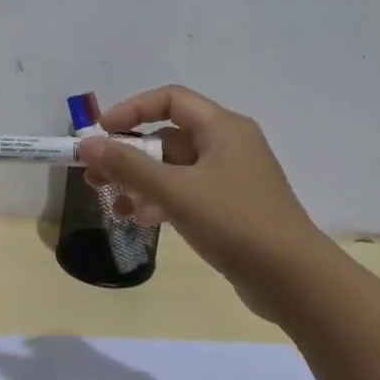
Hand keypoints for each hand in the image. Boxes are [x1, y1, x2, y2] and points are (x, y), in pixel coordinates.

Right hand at [0, 335, 191, 379]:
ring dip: (80, 370)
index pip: (71, 345)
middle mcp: (128, 369)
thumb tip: (21, 374)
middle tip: (36, 364)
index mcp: (110, 370)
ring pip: (105, 367)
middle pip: (88, 354)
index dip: (46, 344)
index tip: (24, 348)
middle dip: (61, 356)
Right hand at [79, 86, 326, 309]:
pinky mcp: (230, 207)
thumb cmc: (236, 222)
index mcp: (223, 127)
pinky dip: (160, 200)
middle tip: (94, 174)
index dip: (132, 110)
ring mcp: (230, 178)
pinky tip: (138, 218)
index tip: (100, 131)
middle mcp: (228, 145)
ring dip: (140, 181)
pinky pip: (186, 193)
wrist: (294, 280)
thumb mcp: (176, 191)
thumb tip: (86, 144)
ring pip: (174, 168)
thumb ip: (128, 167)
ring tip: (110, 202)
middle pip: (168, 136)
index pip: (170, 99)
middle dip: (128, 154)